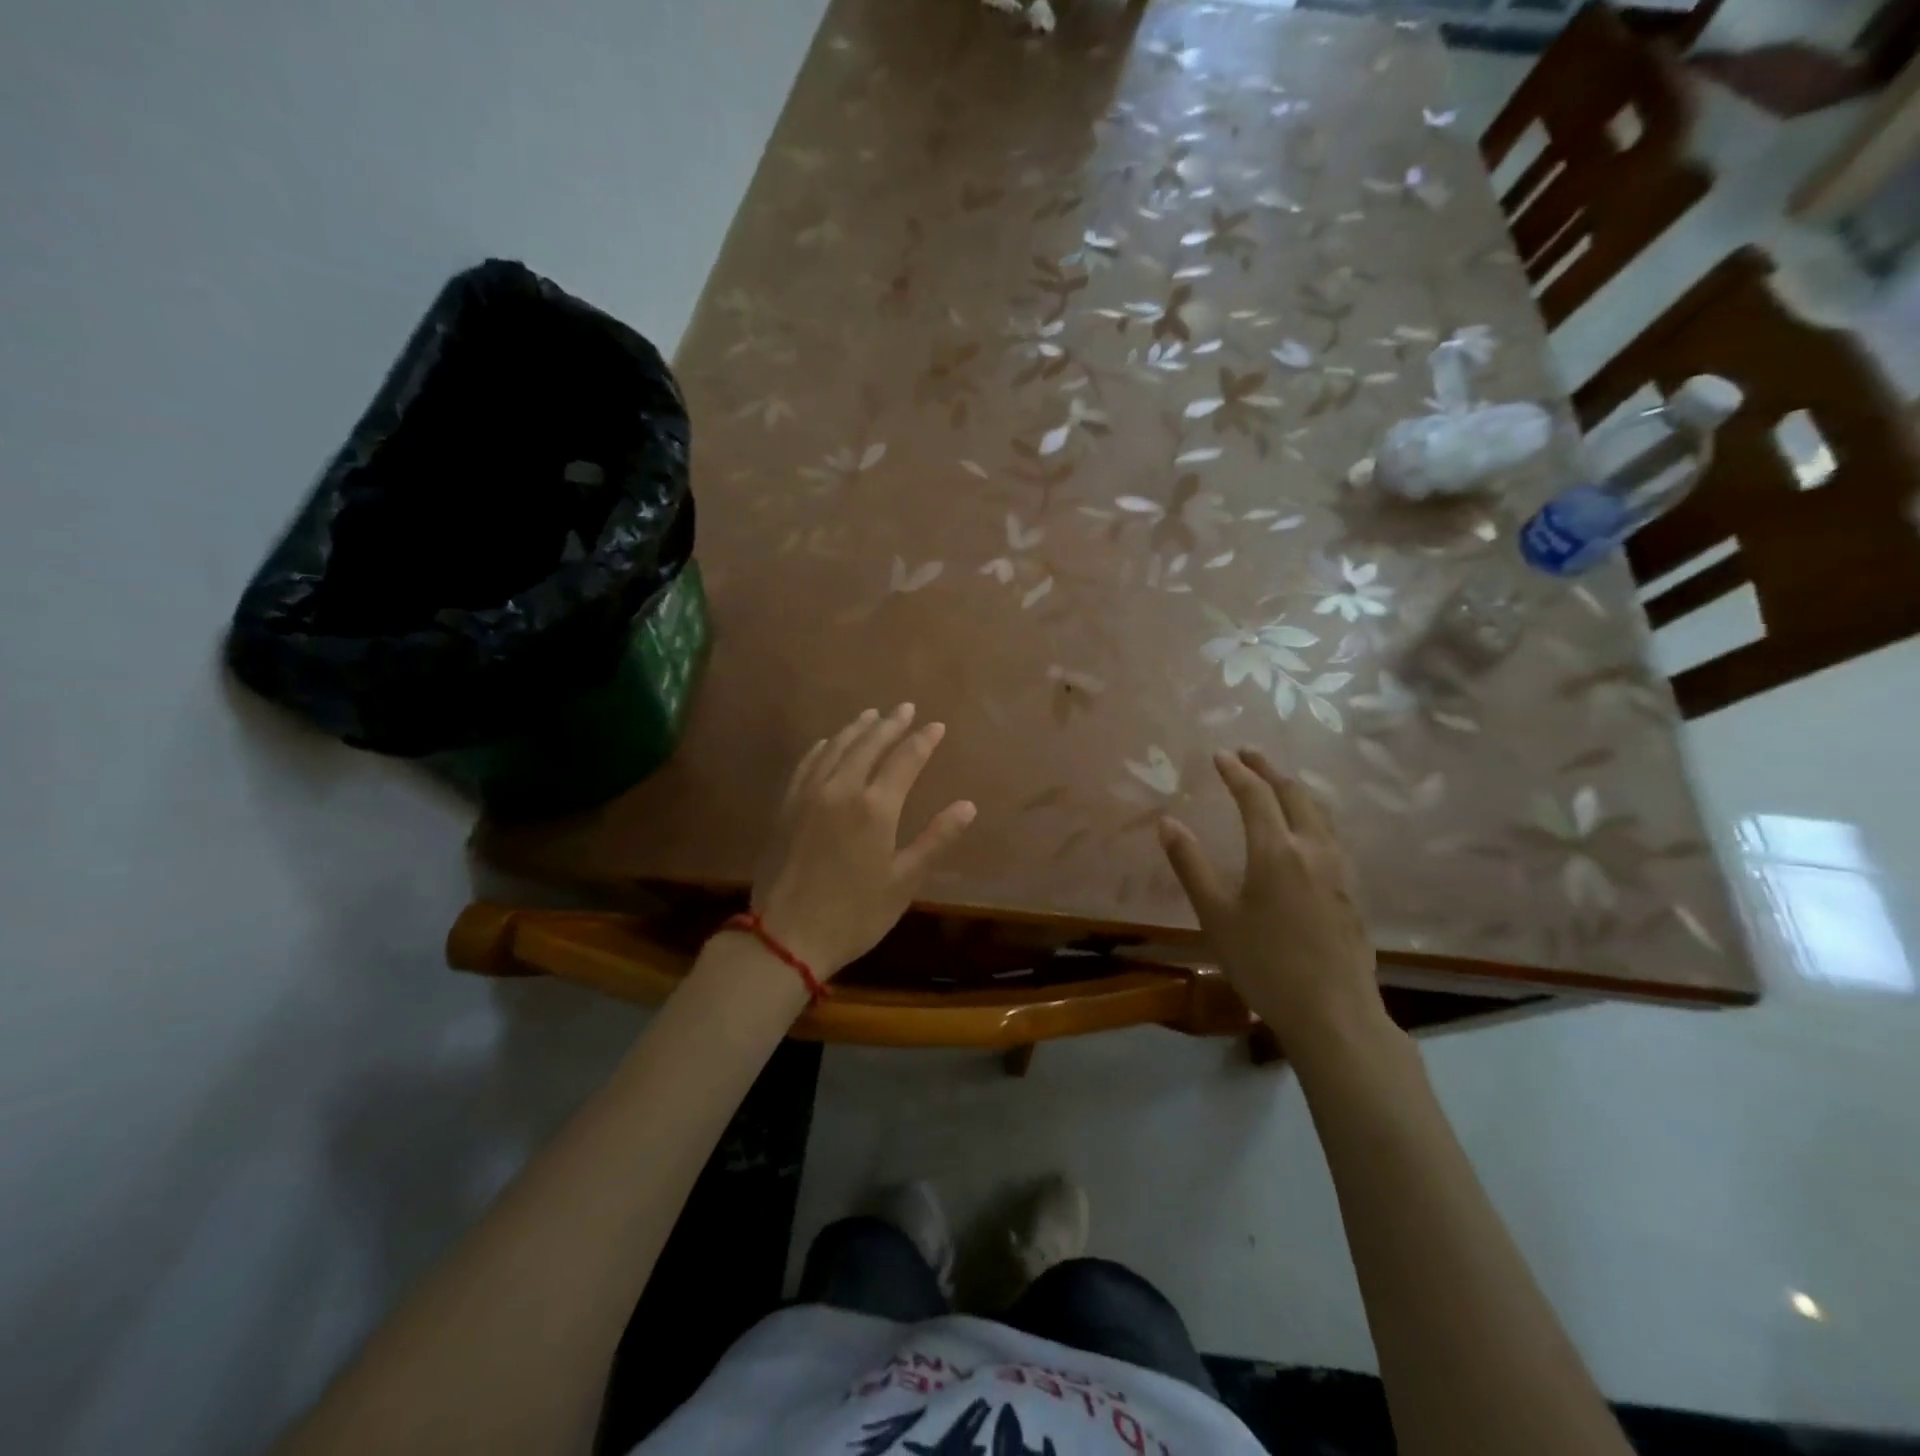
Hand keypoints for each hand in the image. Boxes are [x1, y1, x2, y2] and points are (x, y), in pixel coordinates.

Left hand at [752, 704, 976, 977]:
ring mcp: (809, 795)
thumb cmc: (855, 914)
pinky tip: (827, 742)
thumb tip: (968, 806)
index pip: (905, 760)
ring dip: (856, 729)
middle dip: (890, 724)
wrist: (786, 936)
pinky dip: (822, 748)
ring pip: (835, 748)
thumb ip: (935, 839)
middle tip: (905, 707)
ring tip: (871, 715)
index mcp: (875, 807)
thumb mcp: (904, 881)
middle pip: (868, 744)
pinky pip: (807, 764)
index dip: (923, 741)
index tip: (937, 726)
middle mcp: (841, 789)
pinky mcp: (787, 807)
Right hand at [1158, 748, 1382, 1046]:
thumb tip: (1167, 823)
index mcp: (1276, 851)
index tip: (1220, 755)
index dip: (1236, 772)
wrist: (1333, 1012)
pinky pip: (1332, 832)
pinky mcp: (1352, 889)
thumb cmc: (1264, 964)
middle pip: (1294, 793)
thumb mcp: (1216, 916)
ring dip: (1295, 788)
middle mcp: (1312, 848)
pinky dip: (1312, 813)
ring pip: (1320, 811)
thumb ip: (1191, 865)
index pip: (1255, 795)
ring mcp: (1339, 868)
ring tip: (1277, 782)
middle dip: (1269, 769)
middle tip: (1248, 754)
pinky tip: (1307, 830)